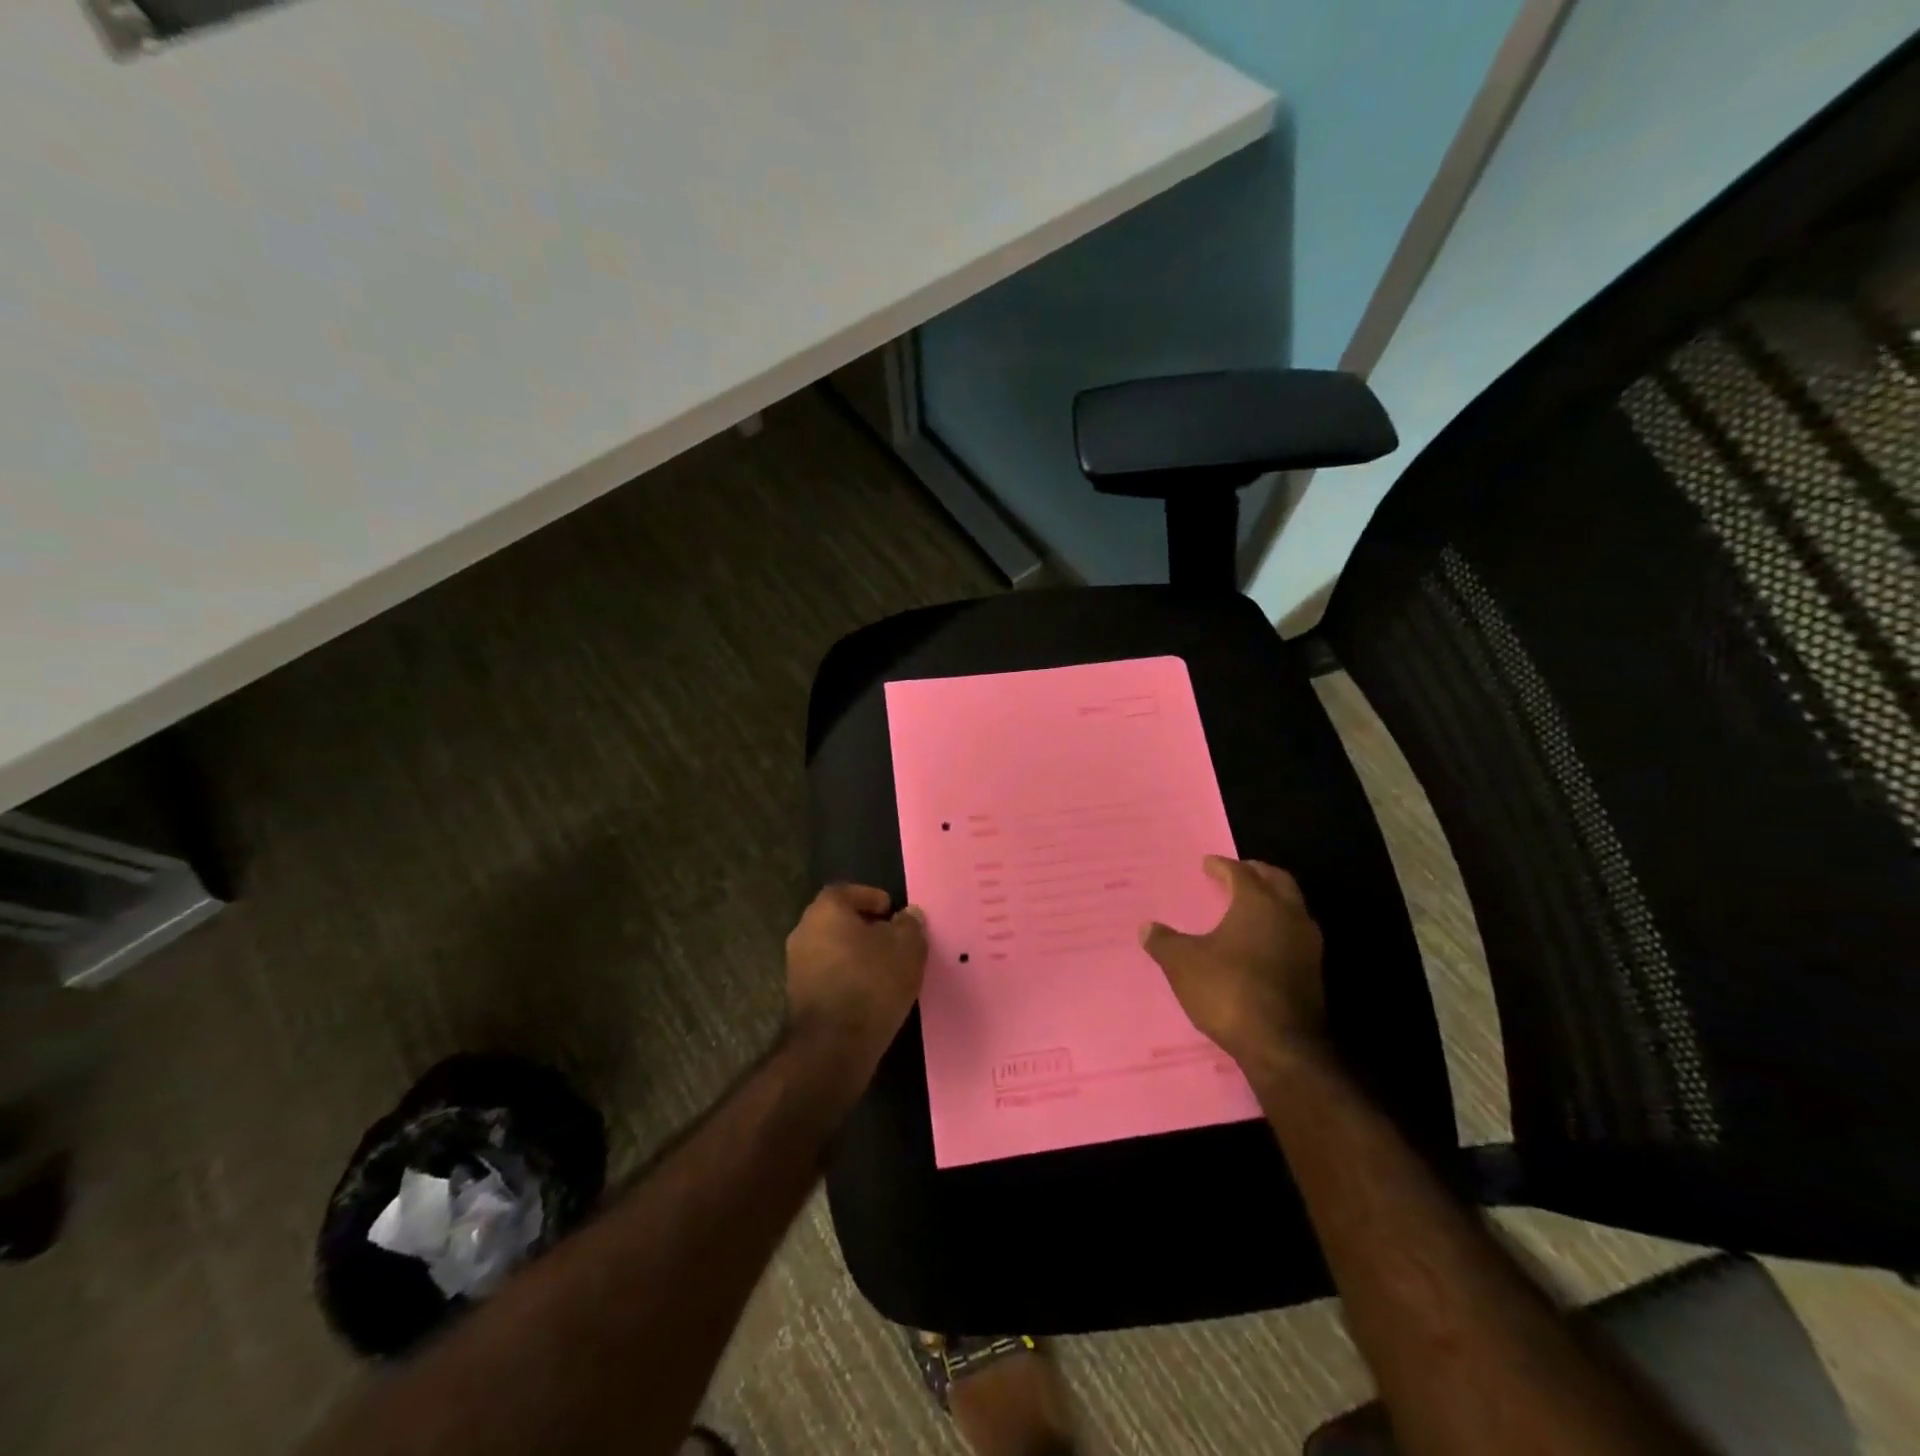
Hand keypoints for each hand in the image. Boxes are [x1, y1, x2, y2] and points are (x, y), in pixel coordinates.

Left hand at [785, 884, 927, 1067]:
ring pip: (831, 948)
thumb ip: (910, 926)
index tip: (890, 910)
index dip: (870, 897)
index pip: (846, 891)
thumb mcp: (906, 949)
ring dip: (855, 953)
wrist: (832, 1046)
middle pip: (837, 919)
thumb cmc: (871, 984)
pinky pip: (827, 973)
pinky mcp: (798, 996)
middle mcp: (804, 931)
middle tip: (892, 937)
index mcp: (826, 910)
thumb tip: (909, 914)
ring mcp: (796, 965)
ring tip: (885, 966)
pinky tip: (869, 990)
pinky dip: (846, 975)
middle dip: (864, 926)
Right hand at [1140, 856, 1327, 1075]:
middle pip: (1277, 881)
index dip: (1222, 866)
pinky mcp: (1313, 973)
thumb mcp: (1183, 963)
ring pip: (1292, 908)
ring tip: (1248, 908)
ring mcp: (1308, 945)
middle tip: (1236, 874)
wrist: (1282, 1046)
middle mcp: (1289, 915)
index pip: (1240, 872)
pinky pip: (1294, 936)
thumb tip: (1146, 927)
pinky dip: (1278, 929)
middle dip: (1256, 874)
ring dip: (1272, 901)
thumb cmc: (1228, 990)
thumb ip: (1164, 942)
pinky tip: (1260, 944)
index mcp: (1258, 902)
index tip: (1207, 864)